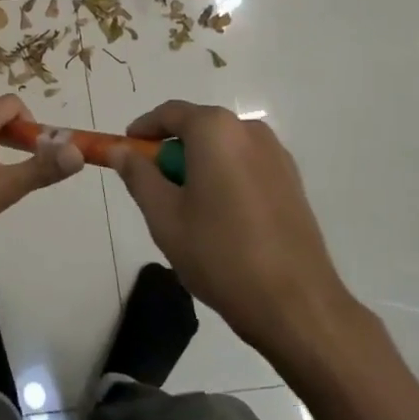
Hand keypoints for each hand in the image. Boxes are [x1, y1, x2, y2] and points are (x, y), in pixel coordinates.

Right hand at [112, 101, 366, 371]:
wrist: (297, 306)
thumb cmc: (220, 254)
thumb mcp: (164, 215)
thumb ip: (138, 174)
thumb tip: (120, 149)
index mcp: (216, 130)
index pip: (168, 113)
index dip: (142, 131)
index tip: (125, 153)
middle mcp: (249, 130)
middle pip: (197, 129)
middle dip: (171, 153)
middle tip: (154, 191)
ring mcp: (277, 156)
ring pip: (222, 149)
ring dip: (199, 168)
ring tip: (189, 212)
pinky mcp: (292, 182)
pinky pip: (245, 166)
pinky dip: (225, 180)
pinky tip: (222, 222)